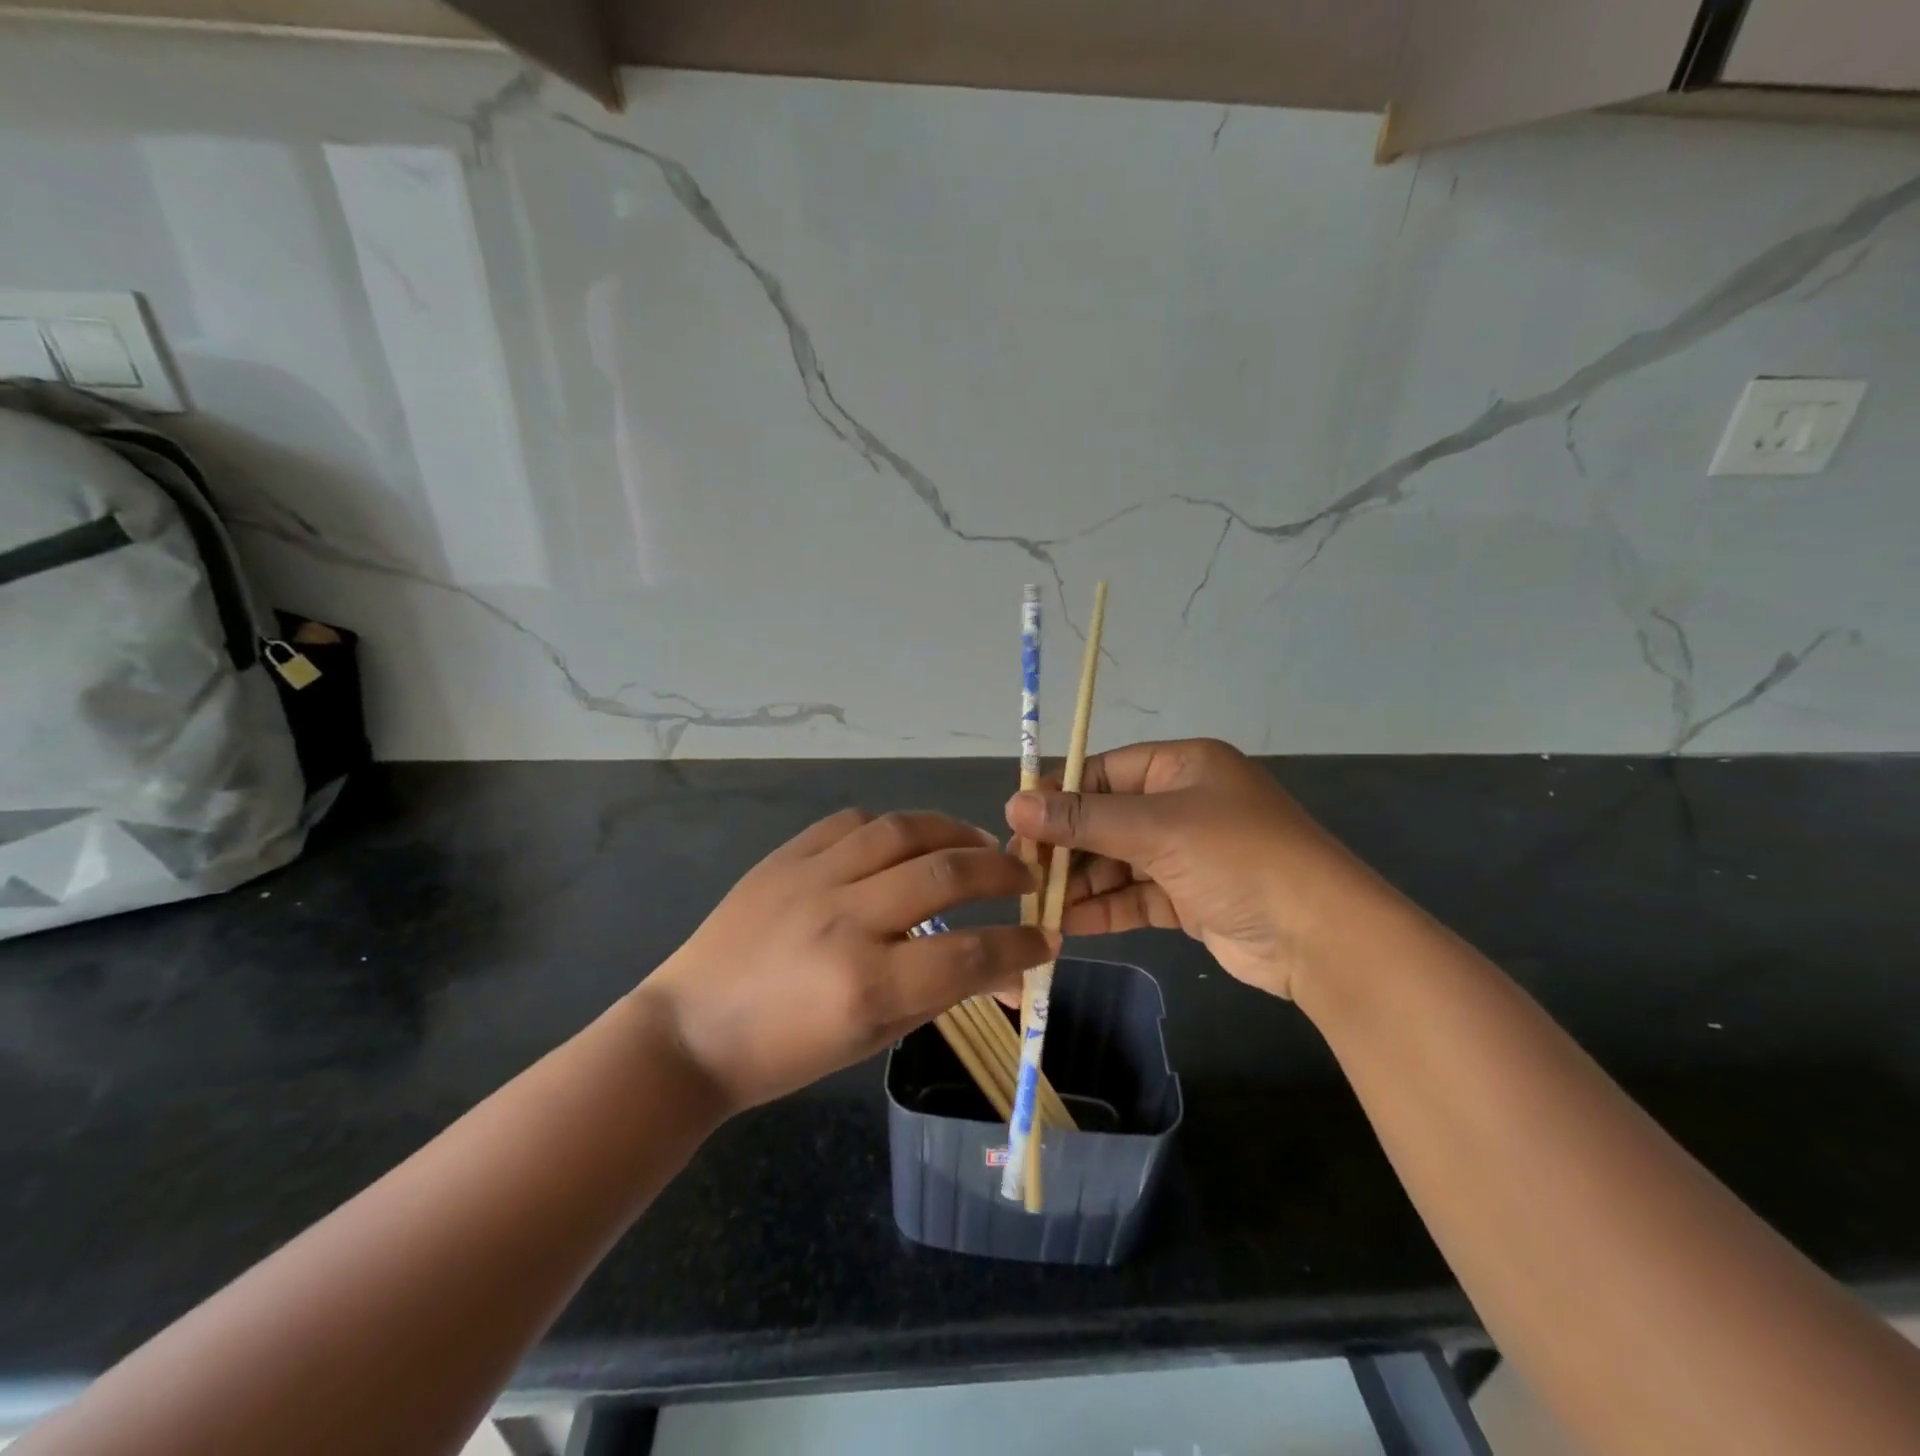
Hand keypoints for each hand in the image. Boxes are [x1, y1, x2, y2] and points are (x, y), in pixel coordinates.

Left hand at [638, 809, 1056, 1111]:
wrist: (689, 1031)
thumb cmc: (785, 1053)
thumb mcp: (871, 1038)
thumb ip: (941, 995)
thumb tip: (1006, 974)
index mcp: (867, 984)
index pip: (970, 954)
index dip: (1020, 946)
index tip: (1046, 938)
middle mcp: (845, 920)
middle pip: (947, 874)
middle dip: (1002, 873)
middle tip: (1026, 877)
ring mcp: (811, 879)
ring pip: (904, 831)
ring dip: (955, 832)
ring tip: (979, 845)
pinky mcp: (785, 856)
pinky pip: (853, 822)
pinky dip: (893, 828)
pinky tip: (908, 841)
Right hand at [1005, 739, 1379, 1000]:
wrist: (1320, 937)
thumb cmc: (1239, 858)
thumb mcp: (1158, 829)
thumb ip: (1084, 819)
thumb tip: (1015, 804)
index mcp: (1181, 767)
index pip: (1103, 772)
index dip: (1059, 796)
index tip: (1018, 824)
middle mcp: (1181, 803)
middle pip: (1105, 818)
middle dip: (1065, 846)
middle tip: (1022, 873)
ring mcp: (1185, 853)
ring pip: (1115, 861)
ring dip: (1079, 883)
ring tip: (1037, 905)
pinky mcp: (1188, 897)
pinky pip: (1133, 896)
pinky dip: (1103, 909)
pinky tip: (1067, 925)